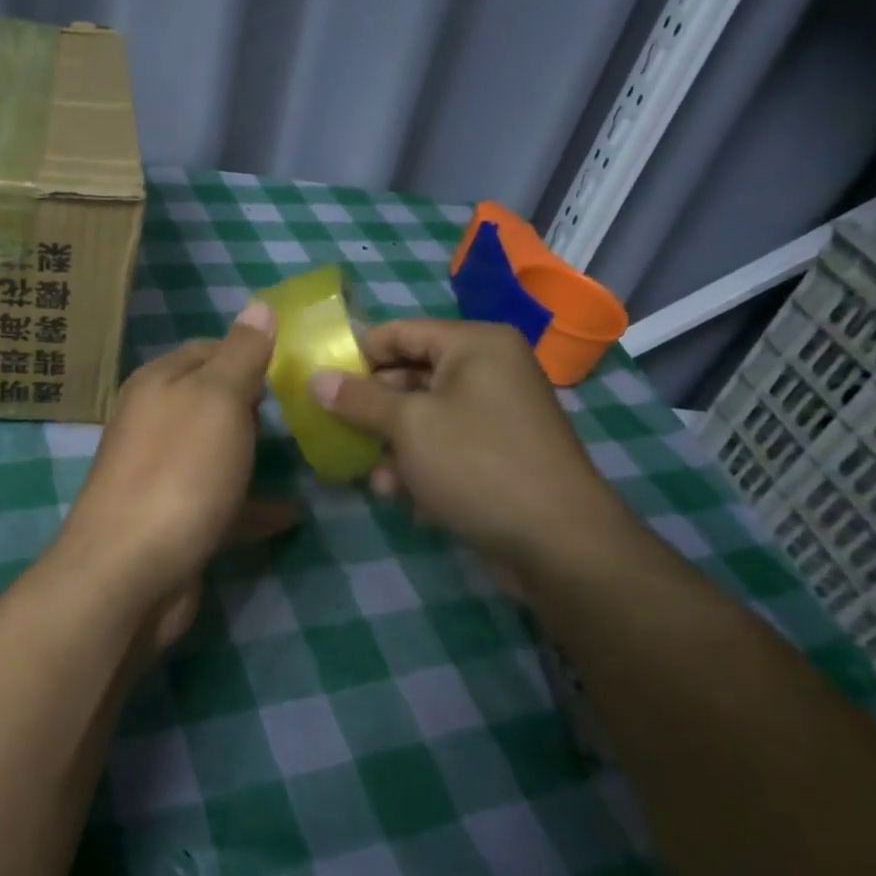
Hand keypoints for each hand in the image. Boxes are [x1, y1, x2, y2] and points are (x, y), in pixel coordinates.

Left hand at [55, 303, 296, 651]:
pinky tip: (293, 511)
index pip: (208, 348)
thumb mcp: (218, 399)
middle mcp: (154, 424)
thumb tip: (259, 306)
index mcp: (158, 384)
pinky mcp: (175, 522)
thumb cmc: (179, 471)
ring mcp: (163, 475)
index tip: (296, 361)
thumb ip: (242, 354)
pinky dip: (253, 505)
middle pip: (210, 401)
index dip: (249, 350)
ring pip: (216, 453)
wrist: (129, 574)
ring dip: (255, 452)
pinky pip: (223, 504)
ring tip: (306, 451)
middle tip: (306, 405)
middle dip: (255, 401)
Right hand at [308, 319, 646, 583]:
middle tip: (334, 429)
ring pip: (425, 415)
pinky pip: (446, 444)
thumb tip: (316, 378)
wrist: (559, 543)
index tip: (319, 381)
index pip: (400, 332)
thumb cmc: (477, 464)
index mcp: (475, 345)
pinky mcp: (500, 453)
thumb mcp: (408, 425)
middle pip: (411, 374)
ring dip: (392, 443)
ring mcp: (498, 413)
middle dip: (372, 407)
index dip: (357, 354)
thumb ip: (358, 399)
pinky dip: (420, 463)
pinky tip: (399, 494)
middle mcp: (490, 370)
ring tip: (371, 475)